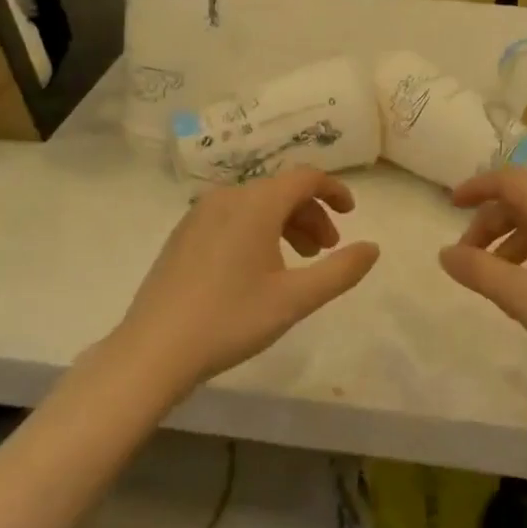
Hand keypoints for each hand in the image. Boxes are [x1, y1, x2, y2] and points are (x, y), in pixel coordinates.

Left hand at [113, 168, 379, 393]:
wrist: (153, 350)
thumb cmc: (230, 319)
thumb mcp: (295, 299)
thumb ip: (340, 271)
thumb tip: (373, 248)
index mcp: (255, 203)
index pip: (305, 177)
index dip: (333, 189)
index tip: (352, 212)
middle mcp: (227, 196)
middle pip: (280, 191)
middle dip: (311, 214)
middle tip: (327, 250)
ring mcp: (199, 214)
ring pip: (256, 205)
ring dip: (285, 224)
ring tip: (298, 262)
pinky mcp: (183, 234)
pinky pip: (232, 217)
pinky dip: (257, 230)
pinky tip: (258, 269)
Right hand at [439, 168, 526, 404]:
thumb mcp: (524, 300)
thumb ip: (479, 271)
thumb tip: (445, 253)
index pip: (511, 180)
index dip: (477, 186)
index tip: (450, 206)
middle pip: (523, 202)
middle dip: (489, 224)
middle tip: (468, 260)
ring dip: (508, 242)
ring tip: (493, 281)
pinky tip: (526, 290)